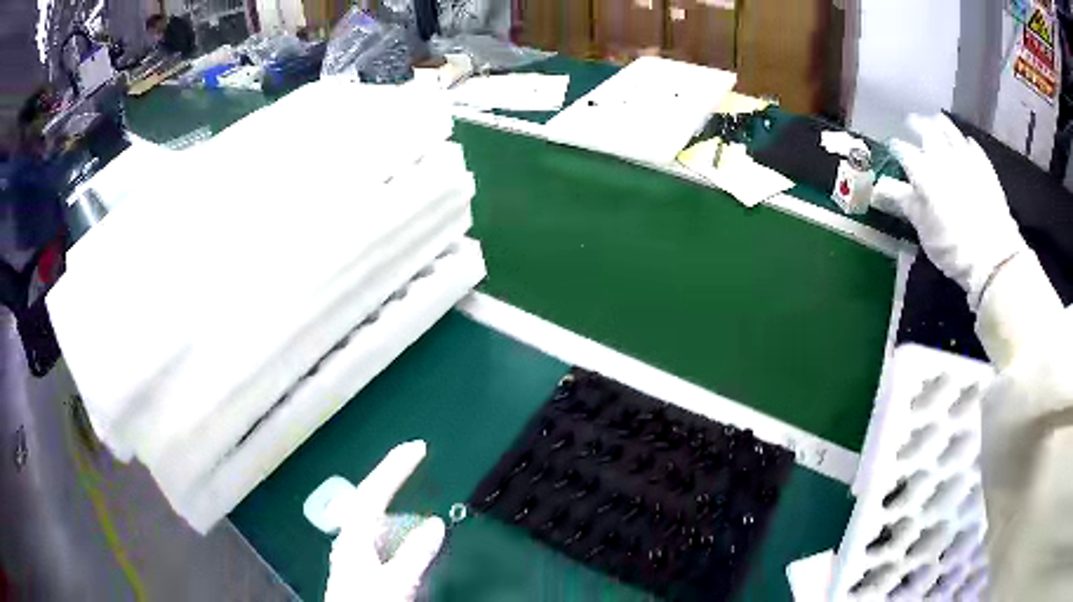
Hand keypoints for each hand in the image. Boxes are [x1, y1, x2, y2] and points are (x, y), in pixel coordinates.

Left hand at [324, 441, 445, 601]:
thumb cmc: (368, 601)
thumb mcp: (398, 581)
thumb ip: (416, 553)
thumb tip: (436, 523)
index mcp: (356, 534)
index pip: (374, 491)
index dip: (395, 466)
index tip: (418, 447)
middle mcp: (351, 536)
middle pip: (370, 497)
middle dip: (392, 477)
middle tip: (415, 460)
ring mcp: (352, 549)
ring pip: (373, 515)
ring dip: (393, 501)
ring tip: (411, 493)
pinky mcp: (358, 562)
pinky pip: (377, 532)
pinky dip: (393, 525)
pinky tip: (403, 536)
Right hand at [889, 114, 1026, 309]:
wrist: (993, 256)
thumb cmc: (953, 247)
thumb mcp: (924, 230)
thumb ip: (905, 202)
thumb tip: (883, 187)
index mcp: (922, 169)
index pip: (901, 149)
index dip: (895, 148)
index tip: (892, 150)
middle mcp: (941, 154)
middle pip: (925, 128)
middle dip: (916, 125)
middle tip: (912, 124)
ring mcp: (965, 156)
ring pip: (948, 129)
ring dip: (939, 124)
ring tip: (936, 123)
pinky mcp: (983, 165)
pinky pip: (971, 145)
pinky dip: (964, 141)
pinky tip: (963, 143)